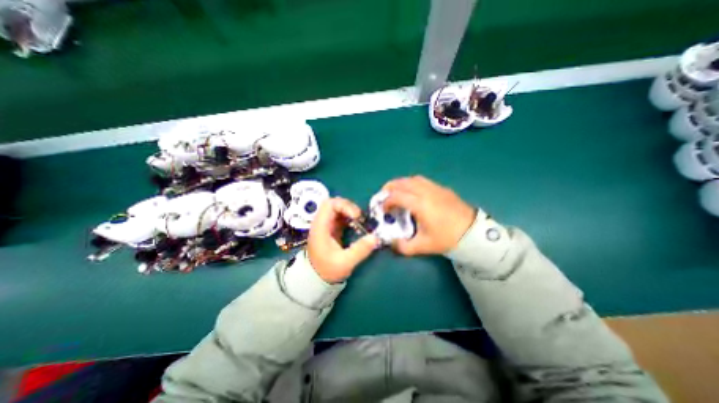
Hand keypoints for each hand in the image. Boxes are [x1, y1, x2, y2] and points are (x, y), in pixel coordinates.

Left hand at [306, 198, 378, 282]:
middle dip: (349, 207)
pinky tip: (357, 225)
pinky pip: (341, 216)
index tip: (356, 216)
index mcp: (321, 227)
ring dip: (350, 212)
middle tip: (360, 218)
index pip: (329, 204)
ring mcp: (326, 225)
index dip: (344, 205)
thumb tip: (375, 237)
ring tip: (360, 221)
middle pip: (334, 203)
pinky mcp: (331, 229)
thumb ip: (360, 250)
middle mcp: (322, 223)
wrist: (315, 279)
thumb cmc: (327, 270)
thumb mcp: (345, 262)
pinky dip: (350, 218)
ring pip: (338, 209)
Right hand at [382, 174, 475, 254]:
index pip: (397, 196)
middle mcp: (426, 192)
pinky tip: (413, 193)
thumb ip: (404, 247)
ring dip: (401, 183)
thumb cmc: (447, 238)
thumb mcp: (423, 246)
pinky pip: (423, 181)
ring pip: (413, 179)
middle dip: (390, 187)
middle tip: (384, 195)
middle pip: (403, 182)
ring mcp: (436, 188)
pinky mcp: (443, 189)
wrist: (473, 233)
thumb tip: (392, 243)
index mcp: (420, 205)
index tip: (383, 209)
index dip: (386, 201)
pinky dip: (412, 183)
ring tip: (397, 192)